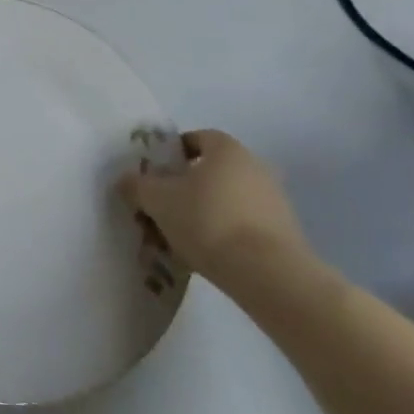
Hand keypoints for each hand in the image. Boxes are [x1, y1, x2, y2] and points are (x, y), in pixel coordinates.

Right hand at [118, 130, 312, 293]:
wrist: (269, 274)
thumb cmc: (208, 221)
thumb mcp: (158, 201)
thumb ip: (138, 186)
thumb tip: (127, 180)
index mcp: (227, 149)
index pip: (197, 138)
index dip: (173, 154)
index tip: (155, 175)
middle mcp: (255, 166)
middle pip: (212, 170)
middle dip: (187, 186)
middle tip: (164, 207)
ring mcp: (275, 200)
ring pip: (228, 199)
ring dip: (207, 211)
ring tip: (183, 237)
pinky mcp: (286, 233)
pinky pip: (245, 224)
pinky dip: (226, 233)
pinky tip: (209, 255)